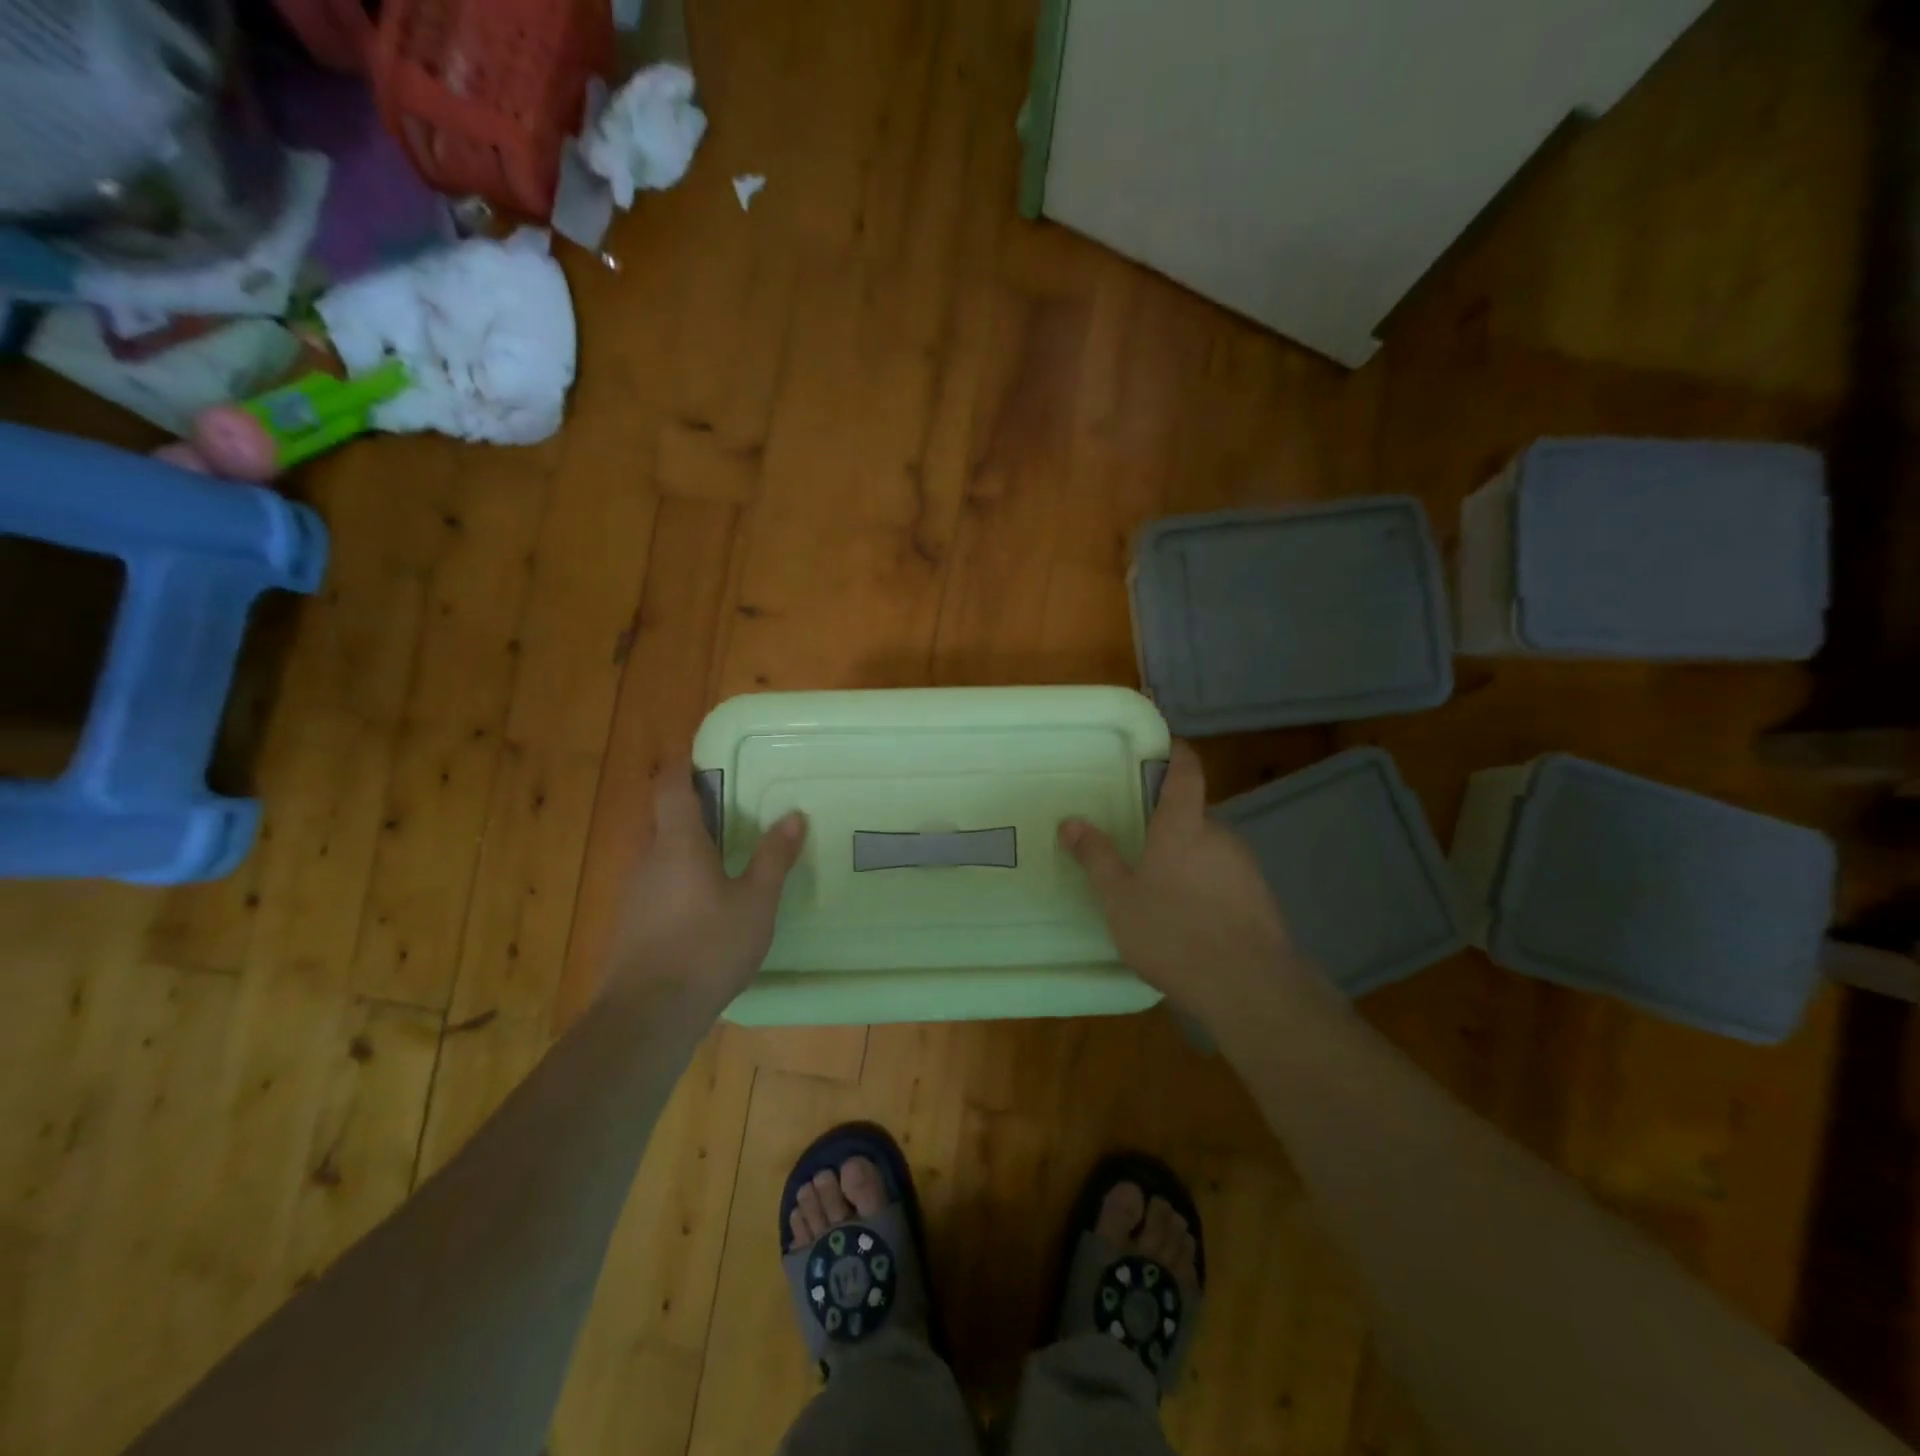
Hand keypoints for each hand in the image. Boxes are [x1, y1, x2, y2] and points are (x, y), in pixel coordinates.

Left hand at [605, 763, 806, 1007]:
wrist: (648, 1014)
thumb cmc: (708, 947)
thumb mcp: (756, 902)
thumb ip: (773, 857)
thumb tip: (793, 815)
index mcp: (677, 844)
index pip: (670, 788)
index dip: (681, 766)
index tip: (699, 755)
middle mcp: (648, 859)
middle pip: (662, 819)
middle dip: (689, 808)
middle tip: (727, 808)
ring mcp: (634, 894)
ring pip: (658, 854)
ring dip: (684, 846)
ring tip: (721, 855)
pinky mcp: (630, 924)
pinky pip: (655, 884)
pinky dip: (677, 878)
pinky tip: (702, 904)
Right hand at [1059, 742, 1312, 1025]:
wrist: (1249, 988)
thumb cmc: (1173, 932)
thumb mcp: (1119, 898)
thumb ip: (1096, 857)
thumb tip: (1071, 821)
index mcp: (1184, 826)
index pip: (1187, 772)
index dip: (1178, 754)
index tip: (1165, 747)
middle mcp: (1220, 835)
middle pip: (1194, 814)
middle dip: (1169, 824)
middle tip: (1139, 844)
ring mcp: (1245, 866)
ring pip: (1209, 848)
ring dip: (1187, 858)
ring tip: (1160, 892)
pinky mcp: (1260, 897)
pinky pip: (1225, 877)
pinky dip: (1206, 886)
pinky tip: (1189, 920)